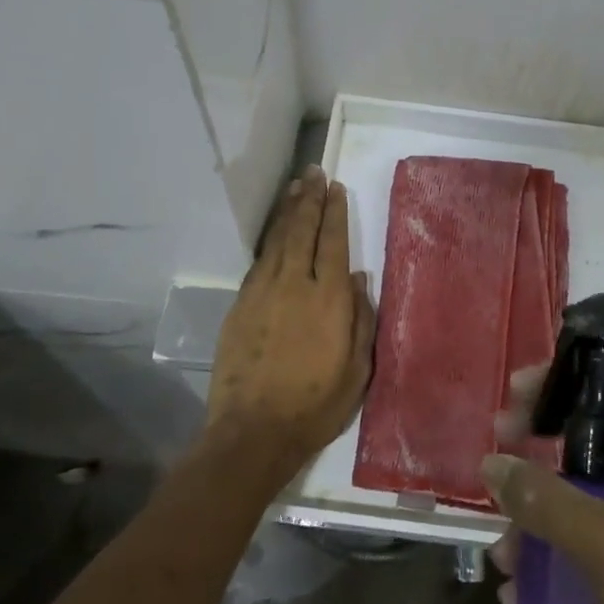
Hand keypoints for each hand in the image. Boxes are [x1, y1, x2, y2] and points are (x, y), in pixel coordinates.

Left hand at [208, 167, 376, 468]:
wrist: (254, 431)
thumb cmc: (316, 405)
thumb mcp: (357, 370)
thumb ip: (362, 320)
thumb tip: (361, 280)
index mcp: (330, 299)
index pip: (333, 242)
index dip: (334, 212)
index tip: (335, 187)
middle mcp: (296, 285)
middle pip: (302, 231)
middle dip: (309, 200)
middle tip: (313, 173)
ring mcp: (263, 292)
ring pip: (278, 240)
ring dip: (287, 211)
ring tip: (295, 188)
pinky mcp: (241, 305)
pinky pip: (259, 261)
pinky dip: (269, 240)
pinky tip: (275, 232)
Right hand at [483, 379, 603, 603]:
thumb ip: (547, 500)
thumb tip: (493, 464)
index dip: (562, 389)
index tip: (513, 396)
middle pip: (589, 454)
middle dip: (538, 467)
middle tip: (494, 469)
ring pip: (581, 511)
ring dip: (536, 529)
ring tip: (502, 558)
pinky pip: (585, 562)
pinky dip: (551, 572)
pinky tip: (518, 597)